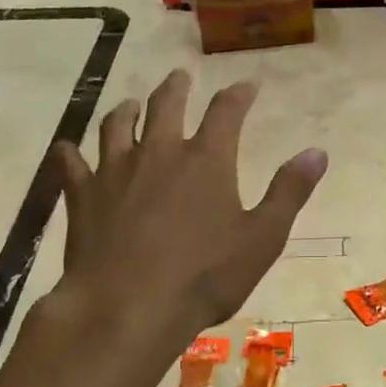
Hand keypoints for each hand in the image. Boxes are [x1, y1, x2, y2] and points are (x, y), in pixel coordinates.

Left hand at [49, 70, 326, 374]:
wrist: (127, 308)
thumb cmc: (204, 276)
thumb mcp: (262, 238)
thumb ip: (289, 192)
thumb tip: (317, 152)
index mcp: (206, 159)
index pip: (226, 111)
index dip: (238, 94)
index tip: (246, 85)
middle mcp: (159, 152)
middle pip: (166, 105)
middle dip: (176, 88)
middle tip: (179, 77)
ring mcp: (115, 171)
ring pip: (116, 125)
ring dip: (125, 110)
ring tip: (130, 103)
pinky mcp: (82, 196)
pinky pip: (71, 164)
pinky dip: (70, 153)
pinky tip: (68, 150)